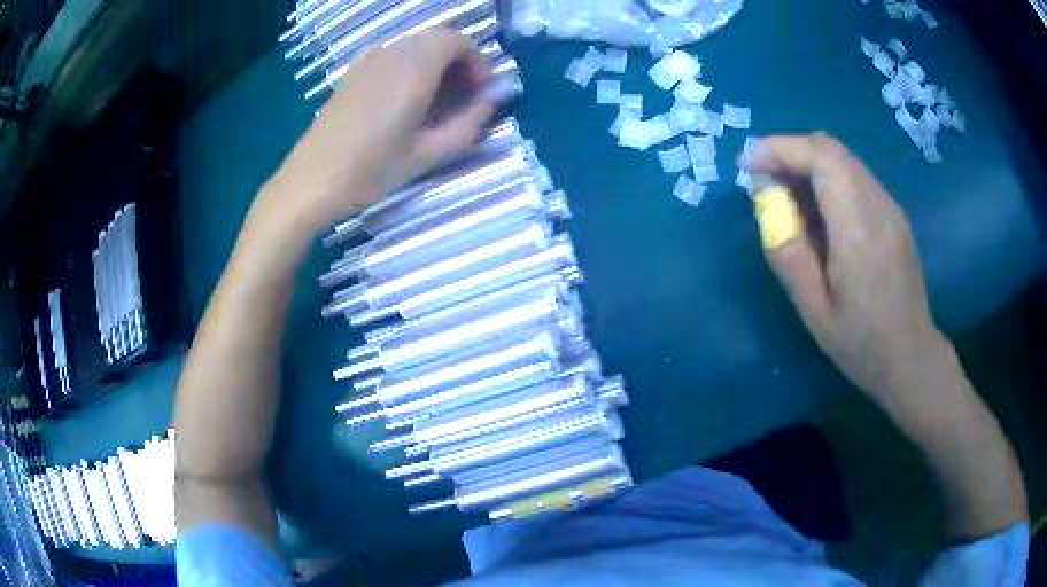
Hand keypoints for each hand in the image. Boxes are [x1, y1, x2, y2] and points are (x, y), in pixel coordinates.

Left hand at [259, 28, 495, 239]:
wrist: (311, 181)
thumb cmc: (370, 171)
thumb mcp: (427, 154)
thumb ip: (468, 124)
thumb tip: (492, 102)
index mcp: (414, 69)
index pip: (457, 41)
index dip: (477, 61)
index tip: (479, 92)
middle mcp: (391, 54)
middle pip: (437, 38)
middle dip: (458, 60)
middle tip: (462, 96)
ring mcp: (367, 61)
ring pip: (413, 44)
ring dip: (434, 62)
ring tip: (435, 100)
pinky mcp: (352, 72)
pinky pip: (391, 54)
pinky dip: (409, 64)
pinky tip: (403, 96)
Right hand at [744, 133, 947, 400]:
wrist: (911, 358)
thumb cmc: (861, 343)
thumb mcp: (813, 310)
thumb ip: (788, 251)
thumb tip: (766, 199)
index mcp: (859, 229)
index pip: (822, 156)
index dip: (781, 149)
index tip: (749, 167)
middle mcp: (879, 205)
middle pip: (831, 148)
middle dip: (791, 153)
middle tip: (765, 184)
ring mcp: (890, 207)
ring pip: (843, 159)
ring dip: (808, 165)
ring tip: (788, 200)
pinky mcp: (894, 214)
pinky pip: (855, 177)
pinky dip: (828, 179)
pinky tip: (820, 214)